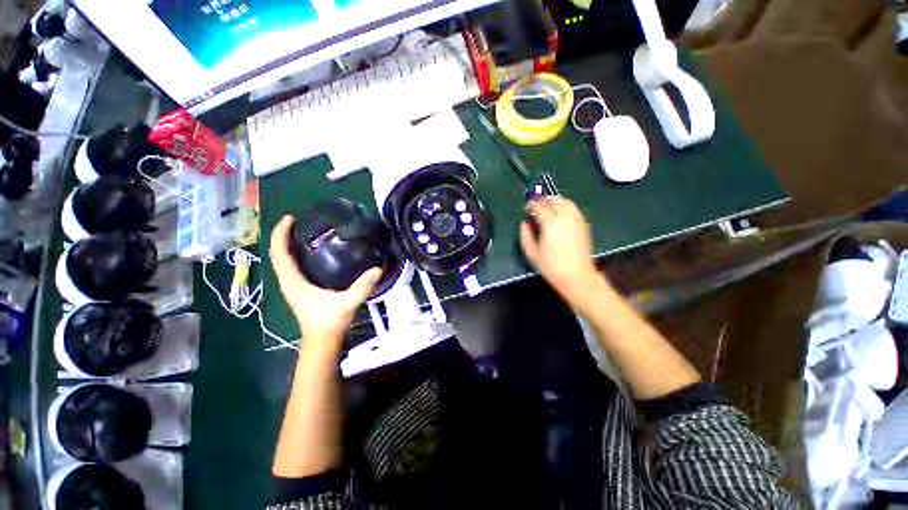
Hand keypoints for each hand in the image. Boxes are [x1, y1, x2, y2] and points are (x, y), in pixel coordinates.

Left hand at [270, 215, 381, 341]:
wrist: (322, 340)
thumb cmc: (329, 322)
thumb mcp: (347, 303)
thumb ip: (362, 287)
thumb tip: (378, 269)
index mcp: (293, 282)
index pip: (280, 254)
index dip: (280, 234)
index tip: (290, 218)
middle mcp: (289, 281)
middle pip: (278, 254)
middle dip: (283, 235)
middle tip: (298, 220)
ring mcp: (293, 285)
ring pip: (284, 260)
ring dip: (288, 243)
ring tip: (304, 230)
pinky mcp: (300, 288)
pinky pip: (292, 265)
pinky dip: (296, 253)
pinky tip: (312, 249)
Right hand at [520, 196, 609, 311]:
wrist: (577, 276)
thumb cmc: (551, 266)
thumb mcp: (532, 253)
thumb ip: (525, 236)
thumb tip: (524, 224)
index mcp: (550, 223)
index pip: (539, 206)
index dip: (531, 205)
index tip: (526, 208)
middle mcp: (565, 217)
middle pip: (555, 200)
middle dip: (544, 200)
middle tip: (537, 205)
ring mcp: (577, 220)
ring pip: (567, 202)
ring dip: (556, 201)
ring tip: (548, 207)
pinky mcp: (584, 225)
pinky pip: (574, 209)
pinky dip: (566, 207)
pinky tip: (560, 215)